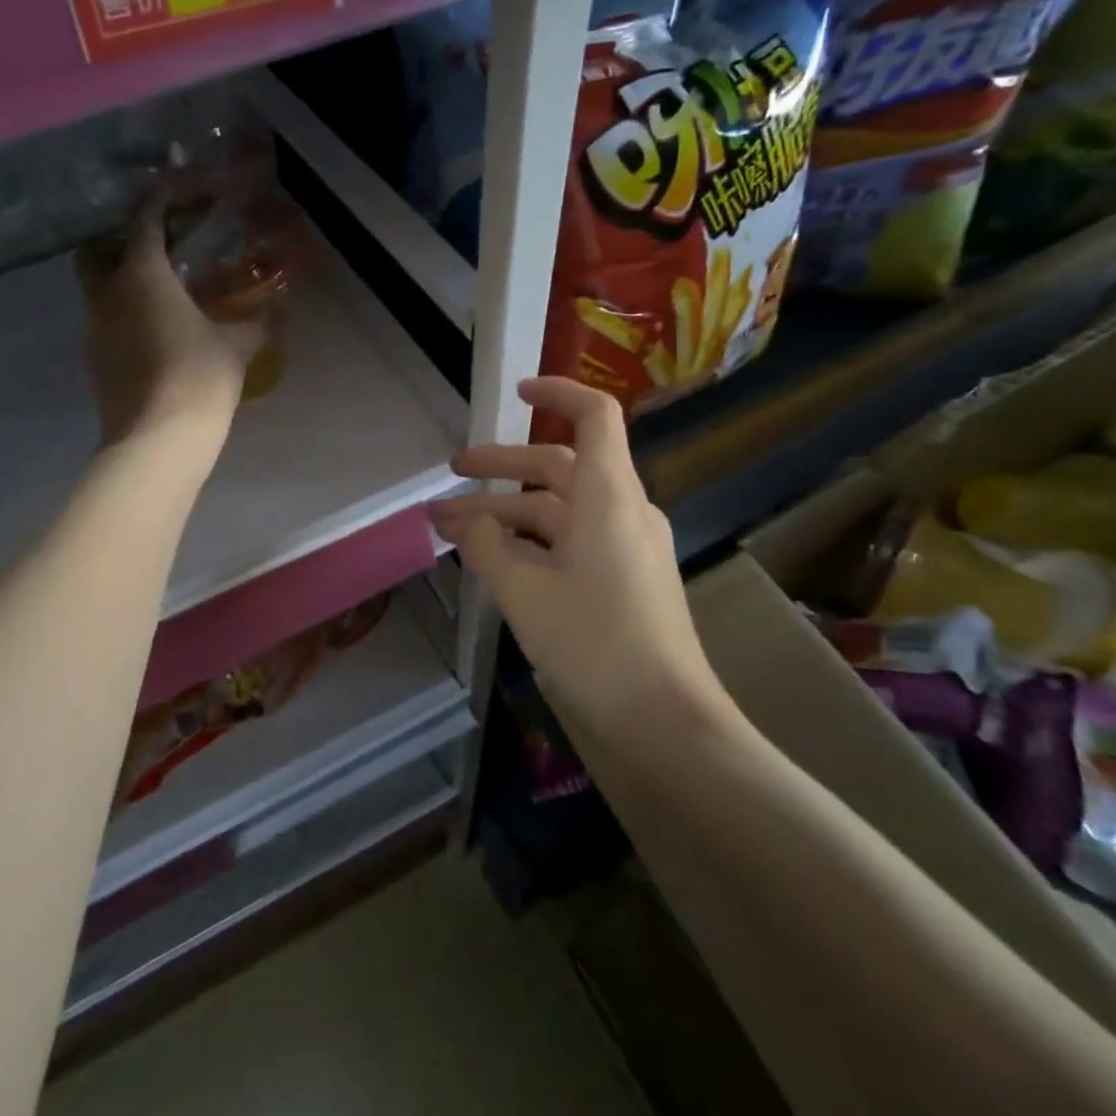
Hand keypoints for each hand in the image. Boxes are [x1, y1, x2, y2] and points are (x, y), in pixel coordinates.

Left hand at [77, 211, 262, 453]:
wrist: (156, 439)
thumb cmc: (198, 377)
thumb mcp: (236, 347)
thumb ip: (255, 324)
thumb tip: (278, 311)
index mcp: (141, 275)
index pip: (142, 221)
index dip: (155, 200)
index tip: (168, 188)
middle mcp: (107, 294)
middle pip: (97, 250)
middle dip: (119, 239)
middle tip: (152, 243)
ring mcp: (94, 329)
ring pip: (96, 288)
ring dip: (119, 279)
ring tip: (157, 288)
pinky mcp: (93, 360)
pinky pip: (103, 321)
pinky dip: (121, 313)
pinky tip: (150, 329)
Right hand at [429, 377, 736, 736]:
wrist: (665, 721)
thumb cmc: (595, 644)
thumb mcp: (523, 592)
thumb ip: (487, 545)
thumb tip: (467, 520)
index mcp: (608, 497)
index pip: (593, 417)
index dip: (556, 394)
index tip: (513, 394)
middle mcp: (622, 511)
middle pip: (557, 468)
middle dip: (500, 469)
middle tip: (451, 475)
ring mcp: (626, 547)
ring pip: (557, 511)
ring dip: (505, 513)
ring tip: (451, 528)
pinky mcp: (623, 580)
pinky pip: (570, 542)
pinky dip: (529, 541)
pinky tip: (493, 560)